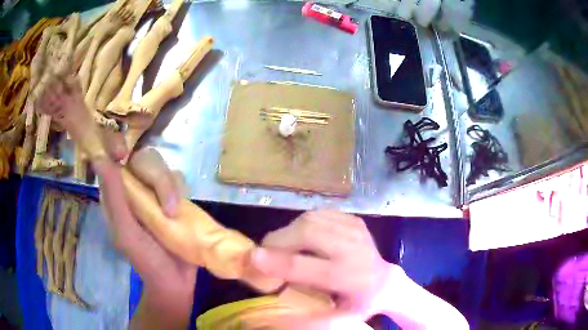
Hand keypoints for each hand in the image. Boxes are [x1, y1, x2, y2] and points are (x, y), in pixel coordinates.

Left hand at [94, 148, 195, 328]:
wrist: (175, 281)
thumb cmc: (146, 261)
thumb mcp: (126, 233)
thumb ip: (114, 198)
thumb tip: (100, 160)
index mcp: (115, 194)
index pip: (112, 156)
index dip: (115, 145)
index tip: (124, 154)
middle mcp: (133, 188)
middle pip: (144, 158)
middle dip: (158, 178)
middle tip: (168, 208)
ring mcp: (154, 192)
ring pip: (163, 167)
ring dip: (171, 188)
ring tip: (176, 215)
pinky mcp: (173, 198)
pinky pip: (178, 180)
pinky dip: (181, 191)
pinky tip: (181, 210)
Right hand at [250, 209, 469, 329]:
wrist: (385, 281)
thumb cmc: (359, 304)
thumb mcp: (339, 319)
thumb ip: (311, 317)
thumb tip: (277, 314)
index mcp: (350, 277)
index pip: (306, 267)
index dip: (277, 262)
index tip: (253, 257)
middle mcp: (354, 248)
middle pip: (308, 233)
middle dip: (279, 240)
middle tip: (265, 251)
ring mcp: (355, 229)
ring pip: (311, 218)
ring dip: (289, 231)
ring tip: (281, 244)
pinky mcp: (354, 219)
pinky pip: (319, 214)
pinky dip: (303, 223)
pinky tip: (301, 236)